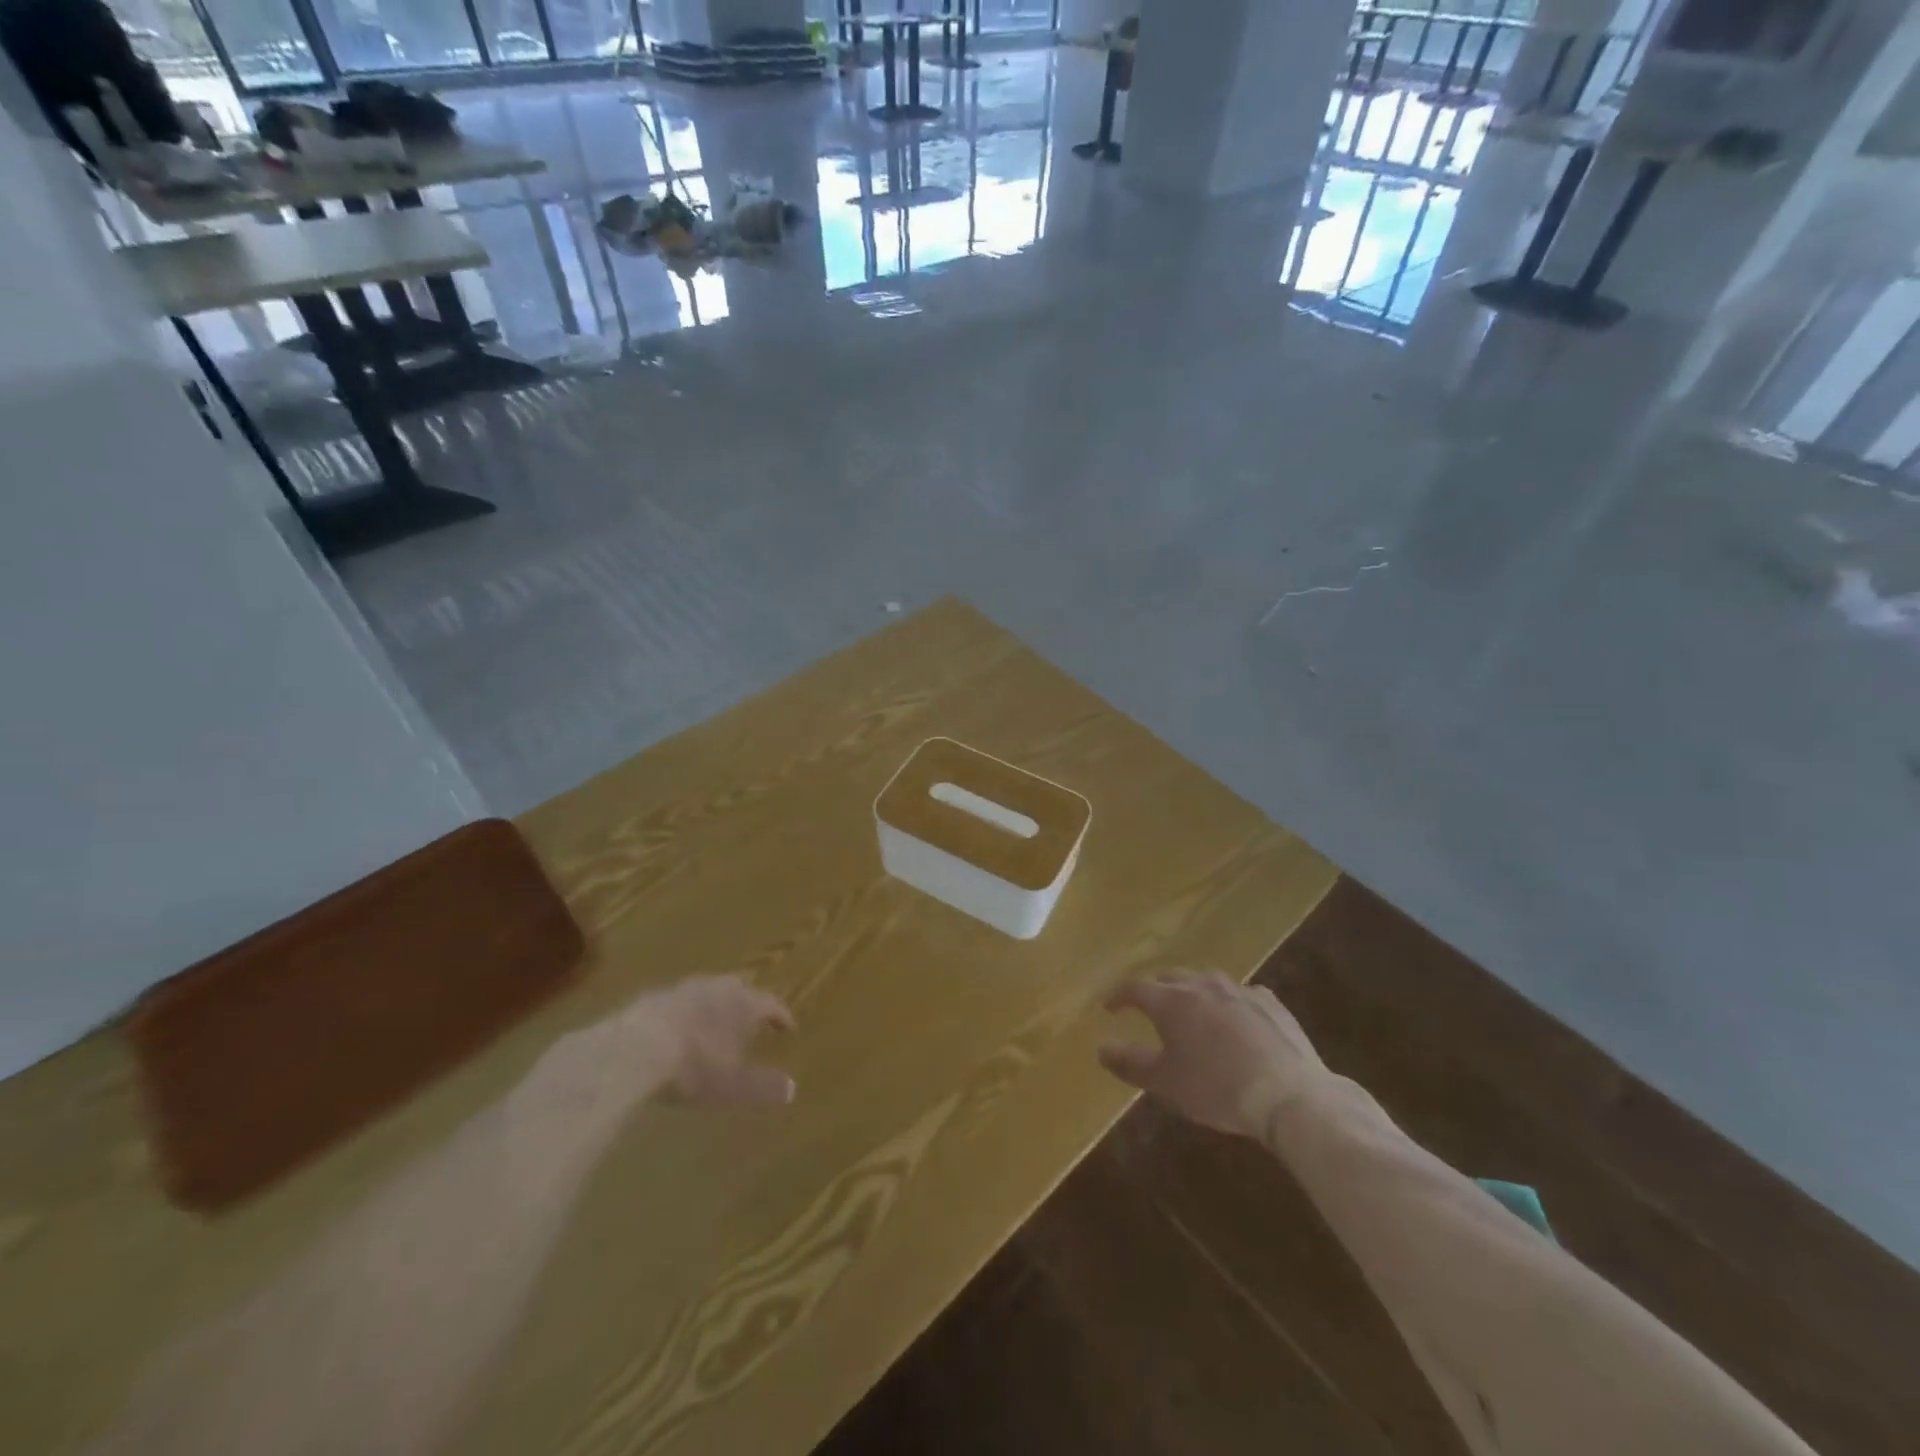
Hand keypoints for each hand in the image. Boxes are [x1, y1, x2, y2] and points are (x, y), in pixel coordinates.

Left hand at [623, 974, 796, 1106]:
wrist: (636, 1048)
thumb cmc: (694, 1066)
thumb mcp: (733, 1085)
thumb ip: (764, 1085)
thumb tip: (792, 1088)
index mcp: (745, 1004)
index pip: (772, 1004)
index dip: (782, 1016)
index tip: (788, 1028)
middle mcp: (720, 987)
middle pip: (743, 989)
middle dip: (750, 1004)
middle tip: (753, 1022)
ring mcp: (686, 988)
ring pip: (711, 991)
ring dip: (718, 1005)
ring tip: (717, 1023)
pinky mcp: (656, 996)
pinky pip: (682, 1000)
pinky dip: (689, 1012)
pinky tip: (681, 1028)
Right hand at [1099, 970, 1323, 1137]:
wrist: (1289, 1095)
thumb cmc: (1216, 1088)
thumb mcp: (1165, 1083)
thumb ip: (1130, 1063)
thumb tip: (1102, 1048)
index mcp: (1171, 1001)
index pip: (1135, 988)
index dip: (1119, 996)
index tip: (1109, 1006)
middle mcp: (1202, 985)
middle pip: (1170, 977)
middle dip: (1155, 989)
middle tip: (1148, 1006)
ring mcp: (1239, 990)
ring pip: (1206, 981)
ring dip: (1192, 991)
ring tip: (1191, 1010)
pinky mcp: (1270, 1003)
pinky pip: (1240, 994)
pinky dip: (1228, 1003)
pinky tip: (1235, 1020)